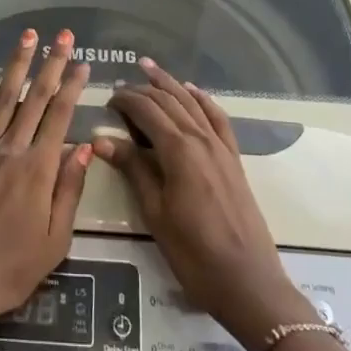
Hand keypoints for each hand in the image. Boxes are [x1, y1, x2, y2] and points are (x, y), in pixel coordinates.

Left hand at [0, 29, 93, 321]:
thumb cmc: (13, 268)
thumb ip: (69, 190)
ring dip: (15, 66)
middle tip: (63, 36)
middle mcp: (10, 151)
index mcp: (38, 169)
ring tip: (26, 38)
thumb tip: (83, 148)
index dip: (73, 87)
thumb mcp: (56, 240)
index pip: (60, 116)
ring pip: (1, 100)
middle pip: (34, 99)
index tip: (84, 63)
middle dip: (51, 64)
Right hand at [95, 61, 314, 348]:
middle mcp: (201, 139)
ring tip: (150, 69)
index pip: (147, 111)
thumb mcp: (155, 214)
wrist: (248, 282)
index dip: (126, 101)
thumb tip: (101, 140)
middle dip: (143, 89)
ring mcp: (221, 147)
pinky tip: (193, 92)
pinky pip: (218, 118)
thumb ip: (133, 170)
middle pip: (169, 101)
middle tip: (121, 87)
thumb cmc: (194, 254)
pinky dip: (203, 100)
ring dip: (171, 84)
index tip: (107, 100)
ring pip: (192, 103)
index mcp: (178, 150)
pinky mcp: (234, 159)